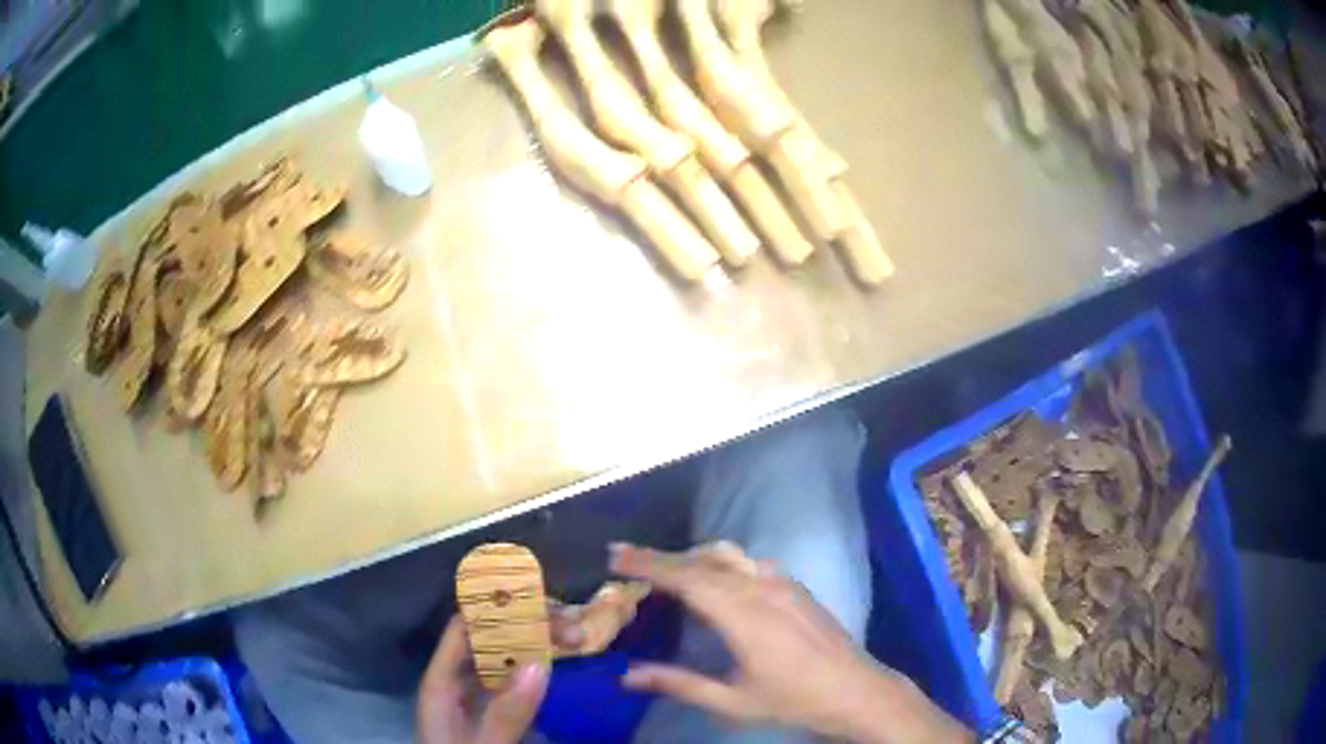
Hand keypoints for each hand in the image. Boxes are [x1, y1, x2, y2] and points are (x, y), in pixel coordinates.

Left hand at [415, 605, 598, 742]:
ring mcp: (478, 697)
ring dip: (540, 646)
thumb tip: (540, 664)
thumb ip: (506, 711)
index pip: (463, 629)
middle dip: (529, 627)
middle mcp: (458, 680)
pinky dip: (541, 670)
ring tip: (579, 639)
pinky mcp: (496, 713)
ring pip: (506, 659)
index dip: (495, 608)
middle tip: (575, 628)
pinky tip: (566, 666)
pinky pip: (518, 682)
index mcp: (442, 680)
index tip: (541, 600)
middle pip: (489, 640)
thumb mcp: (483, 743)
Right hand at [612, 542, 971, 743]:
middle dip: (661, 556)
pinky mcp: (796, 586)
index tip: (615, 555)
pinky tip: (715, 582)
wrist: (856, 690)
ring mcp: (783, 583)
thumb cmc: (792, 700)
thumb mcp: (731, 702)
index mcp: (743, 615)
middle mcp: (762, 587)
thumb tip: (628, 675)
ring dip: (692, 557)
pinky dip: (721, 563)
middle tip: (625, 558)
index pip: (687, 578)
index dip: (648, 563)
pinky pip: (750, 562)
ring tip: (665, 571)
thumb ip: (679, 684)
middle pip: (703, 560)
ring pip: (728, 555)